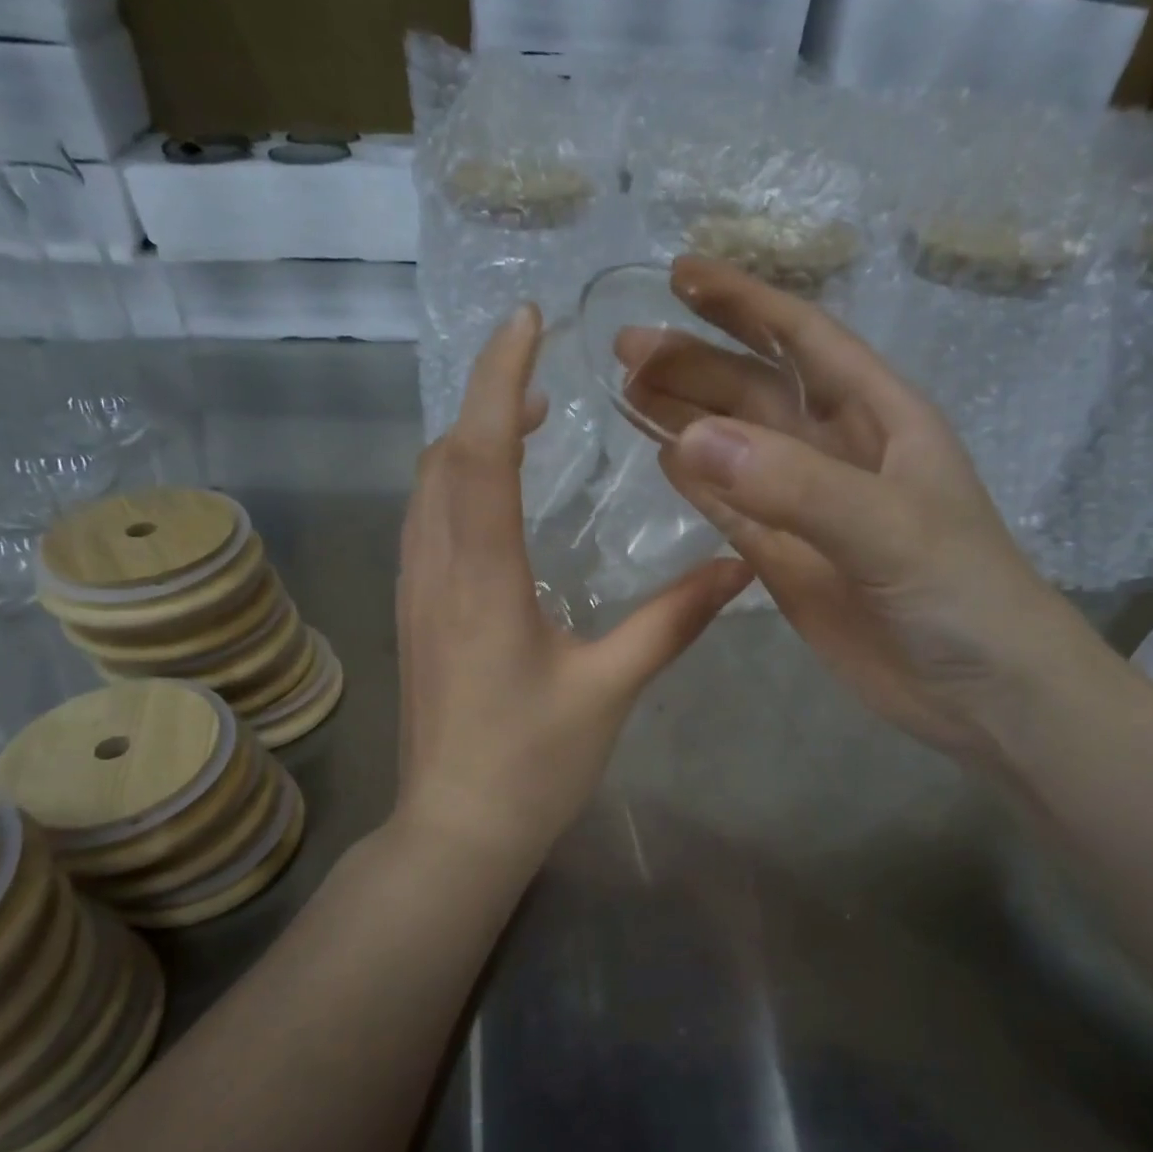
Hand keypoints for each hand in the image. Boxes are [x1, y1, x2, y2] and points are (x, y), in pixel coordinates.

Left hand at [395, 303, 753, 870]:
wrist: (456, 830)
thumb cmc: (531, 764)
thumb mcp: (609, 689)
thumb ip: (671, 622)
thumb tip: (738, 566)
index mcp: (482, 578)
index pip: (479, 450)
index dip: (500, 378)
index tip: (526, 321)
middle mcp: (436, 571)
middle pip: (444, 457)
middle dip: (486, 402)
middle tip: (544, 380)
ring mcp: (415, 595)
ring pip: (426, 490)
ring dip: (467, 442)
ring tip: (525, 426)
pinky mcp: (414, 619)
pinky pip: (426, 526)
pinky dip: (455, 487)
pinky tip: (495, 504)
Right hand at [627, 257, 1110, 764]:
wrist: (982, 693)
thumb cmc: (961, 595)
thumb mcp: (888, 528)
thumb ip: (794, 485)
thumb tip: (689, 439)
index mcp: (880, 418)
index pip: (804, 340)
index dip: (745, 303)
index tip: (682, 274)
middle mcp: (839, 453)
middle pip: (756, 392)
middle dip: (696, 363)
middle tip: (626, 349)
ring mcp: (809, 510)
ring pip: (736, 450)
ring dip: (687, 418)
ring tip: (628, 392)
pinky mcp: (788, 562)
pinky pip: (733, 512)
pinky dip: (699, 486)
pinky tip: (664, 458)